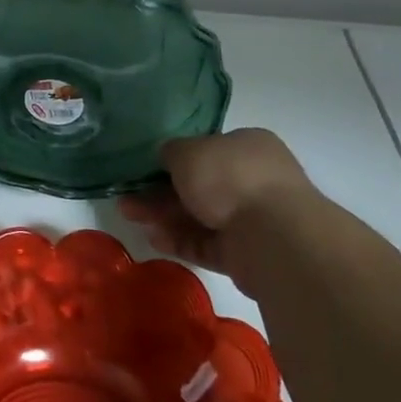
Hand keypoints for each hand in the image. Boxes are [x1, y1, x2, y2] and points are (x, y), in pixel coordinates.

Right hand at [117, 128, 313, 291]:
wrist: (273, 236)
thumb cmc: (229, 177)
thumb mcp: (187, 151)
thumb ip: (171, 152)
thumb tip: (167, 158)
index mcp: (247, 147)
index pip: (206, 150)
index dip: (174, 159)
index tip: (145, 169)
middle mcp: (253, 180)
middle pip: (198, 186)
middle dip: (159, 192)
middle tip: (127, 199)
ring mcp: (252, 219)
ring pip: (199, 216)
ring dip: (164, 216)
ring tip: (129, 217)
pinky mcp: (247, 254)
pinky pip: (206, 244)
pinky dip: (180, 241)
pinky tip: (153, 239)